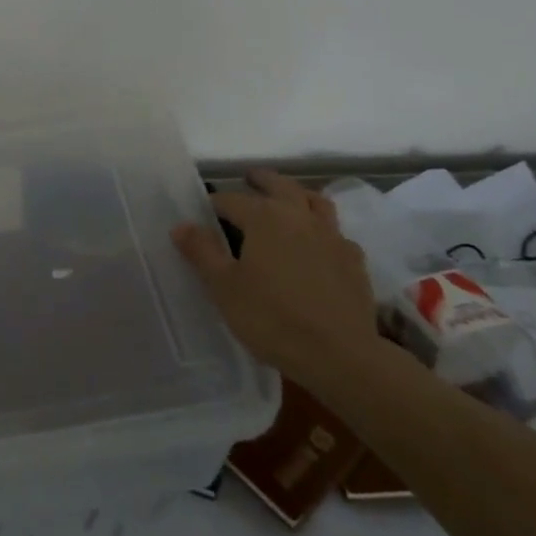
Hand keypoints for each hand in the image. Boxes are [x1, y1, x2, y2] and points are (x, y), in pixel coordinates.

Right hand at [172, 169, 379, 393]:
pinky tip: (318, 245)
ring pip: (315, 201)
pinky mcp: (354, 261)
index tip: (204, 212)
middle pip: (280, 185)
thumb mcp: (224, 287)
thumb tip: (181, 225)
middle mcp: (299, 216)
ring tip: (287, 200)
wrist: (340, 356)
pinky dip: (323, 229)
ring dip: (298, 194)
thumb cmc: (272, 318)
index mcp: (264, 217)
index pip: (231, 199)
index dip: (214, 203)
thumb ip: (201, 252)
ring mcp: (332, 236)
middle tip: (250, 179)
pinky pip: (336, 233)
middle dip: (261, 180)